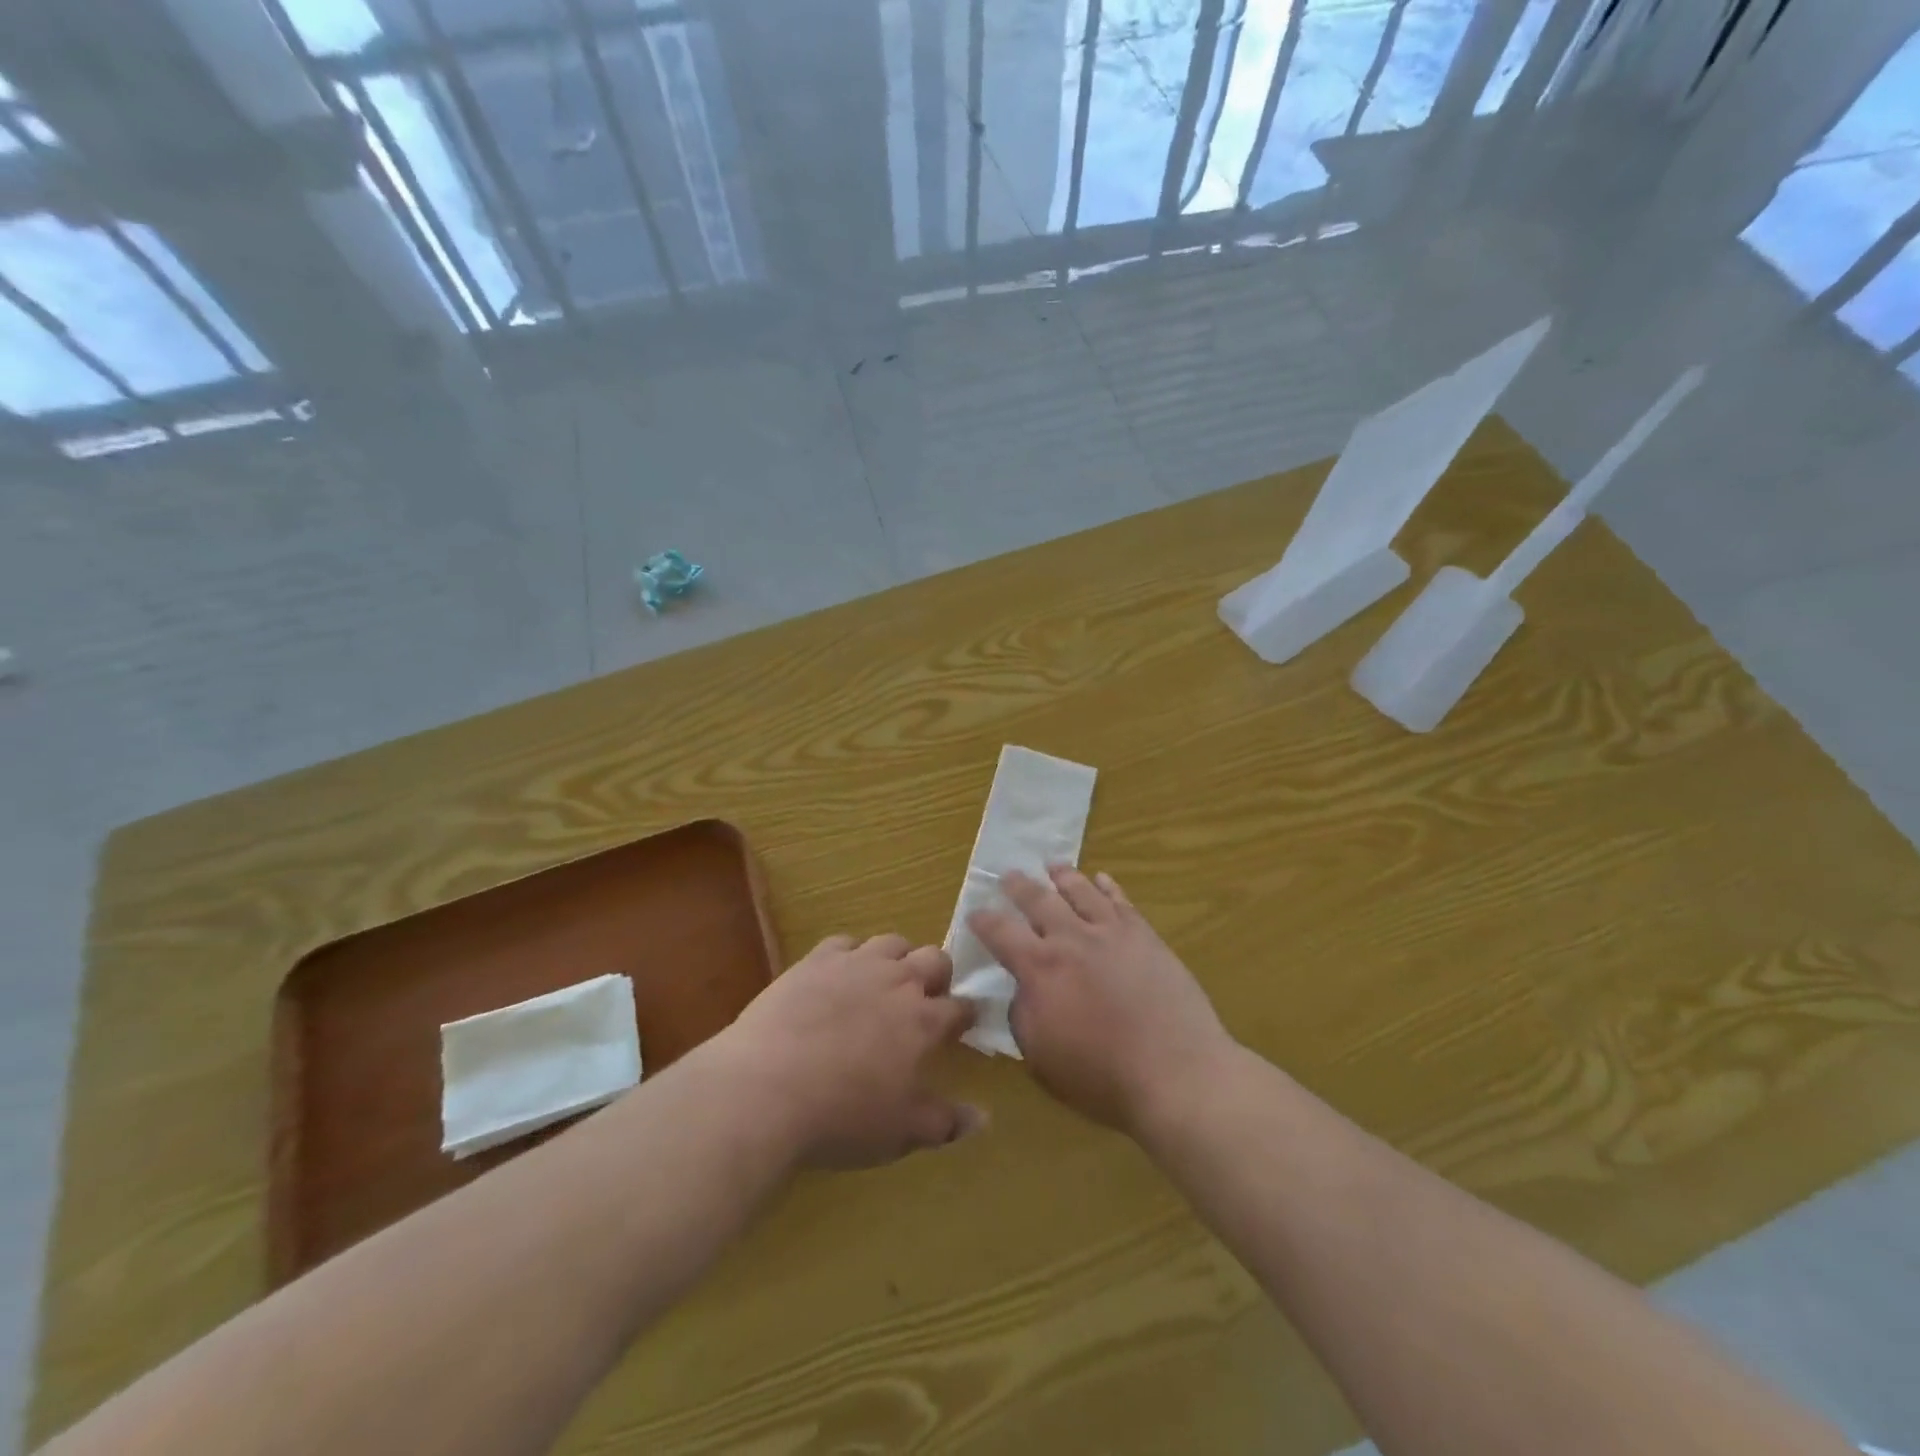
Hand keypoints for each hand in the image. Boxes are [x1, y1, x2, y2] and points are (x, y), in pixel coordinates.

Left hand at [716, 933, 982, 1168]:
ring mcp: (855, 964)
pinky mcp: (816, 960)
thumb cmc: (840, 1117)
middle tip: (926, 998)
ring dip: (898, 957)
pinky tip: (840, 975)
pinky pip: (844, 942)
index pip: (960, 1007)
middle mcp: (896, 981)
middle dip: (938, 974)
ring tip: (886, 981)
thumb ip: (945, 1123)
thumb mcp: (899, 1133)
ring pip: (892, 942)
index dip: (966, 1014)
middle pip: (934, 958)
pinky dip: (850, 954)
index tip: (963, 1024)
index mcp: (923, 1021)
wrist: (765, 1088)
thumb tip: (984, 1118)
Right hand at [967, 867, 1233, 1134]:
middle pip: (1037, 899)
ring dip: (1062, 875)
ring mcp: (1111, 932)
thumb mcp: (1040, 1056)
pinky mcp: (1144, 935)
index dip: (983, 920)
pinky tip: (1102, 879)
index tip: (975, 912)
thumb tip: (1022, 989)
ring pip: (1080, 890)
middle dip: (1018, 886)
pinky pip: (1120, 900)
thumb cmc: (1101, 1076)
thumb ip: (1023, 1014)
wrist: (1175, 1072)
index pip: (1000, 932)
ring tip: (1053, 866)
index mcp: (1039, 968)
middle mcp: (1071, 938)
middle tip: (1008, 876)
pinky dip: (1107, 886)